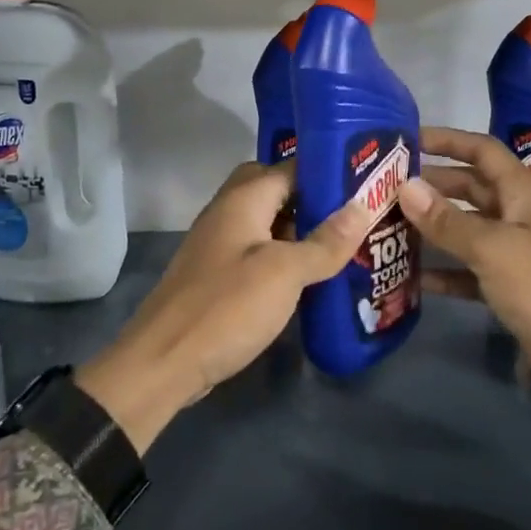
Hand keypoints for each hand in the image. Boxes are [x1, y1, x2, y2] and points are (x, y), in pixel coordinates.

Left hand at [77, 161, 369, 452]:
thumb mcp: (285, 272)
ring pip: (267, 224)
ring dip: (300, 230)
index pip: (290, 166)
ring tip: (344, 243)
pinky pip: (258, 253)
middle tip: (353, 215)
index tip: (367, 180)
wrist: (163, 363)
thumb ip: (324, 241)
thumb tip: (363, 206)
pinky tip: (310, 277)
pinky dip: (284, 257)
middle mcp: (228, 213)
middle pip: (275, 190)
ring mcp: (219, 246)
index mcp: (243, 200)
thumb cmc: (226, 307)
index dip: (328, 169)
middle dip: (312, 199)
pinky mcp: (218, 277)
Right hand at [400, 126, 530, 459]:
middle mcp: (518, 214)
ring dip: (432, 228)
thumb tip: (405, 187)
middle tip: (384, 188)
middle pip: (468, 188)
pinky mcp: (509, 286)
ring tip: (388, 226)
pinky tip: (411, 277)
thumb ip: (447, 220)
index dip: (446, 140)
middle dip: (431, 186)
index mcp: (522, 192)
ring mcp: (514, 251)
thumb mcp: (492, 248)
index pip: (481, 150)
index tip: (406, 139)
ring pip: (465, 229)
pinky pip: (468, 269)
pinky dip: (444, 270)